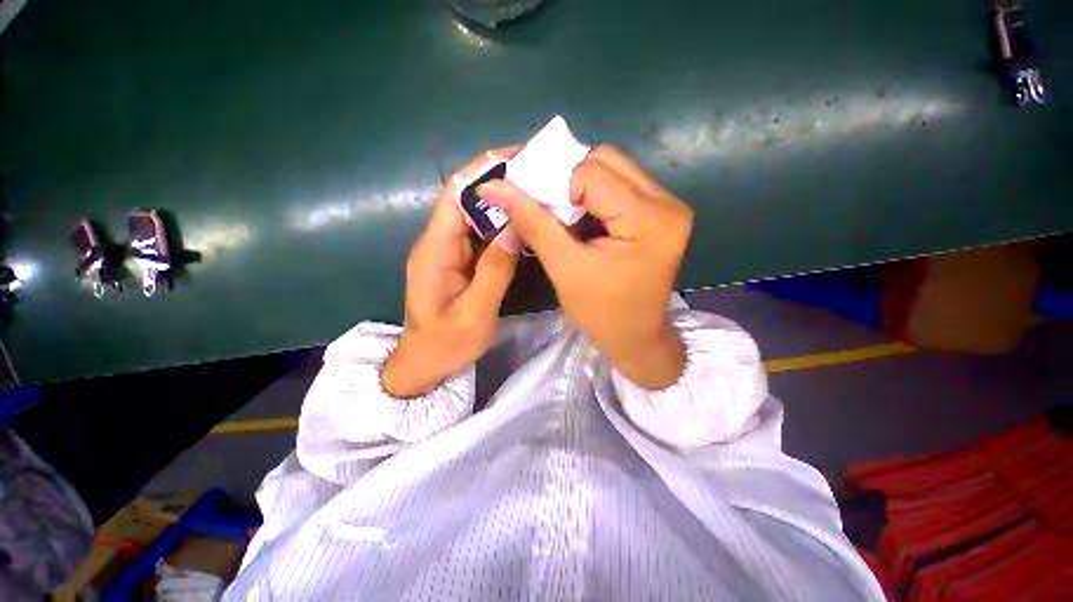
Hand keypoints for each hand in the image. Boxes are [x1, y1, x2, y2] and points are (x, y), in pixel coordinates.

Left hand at [381, 148, 520, 397]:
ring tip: (539, 195)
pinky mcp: (460, 262)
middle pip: (467, 198)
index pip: (456, 193)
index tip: (519, 158)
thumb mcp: (474, 314)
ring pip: (477, 216)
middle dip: (501, 182)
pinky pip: (482, 236)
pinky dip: (503, 226)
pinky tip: (526, 226)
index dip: (483, 170)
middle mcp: (439, 242)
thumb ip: (494, 271)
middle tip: (540, 177)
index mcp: (435, 249)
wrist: (425, 365)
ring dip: (505, 204)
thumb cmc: (445, 345)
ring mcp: (450, 252)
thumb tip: (515, 225)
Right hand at [479, 146, 692, 389]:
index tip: (533, 206)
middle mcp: (667, 203)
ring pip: (613, 169)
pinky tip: (580, 219)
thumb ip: (532, 222)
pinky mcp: (660, 214)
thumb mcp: (564, 268)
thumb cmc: (602, 314)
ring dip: (579, 187)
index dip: (555, 185)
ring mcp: (668, 206)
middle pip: (607, 161)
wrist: (636, 339)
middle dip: (568, 180)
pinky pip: (620, 186)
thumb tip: (494, 186)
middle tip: (547, 208)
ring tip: (563, 216)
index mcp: (649, 219)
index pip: (592, 173)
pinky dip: (593, 196)